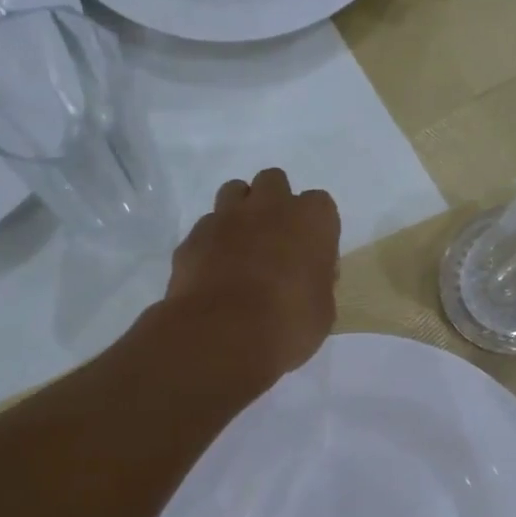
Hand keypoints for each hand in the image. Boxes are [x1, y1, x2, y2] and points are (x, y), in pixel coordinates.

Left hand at [165, 169, 340, 381]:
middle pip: (273, 182)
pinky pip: (206, 227)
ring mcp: (226, 217)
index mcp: (311, 219)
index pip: (320, 205)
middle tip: (274, 240)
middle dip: (274, 203)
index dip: (315, 229)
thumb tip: (308, 279)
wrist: (222, 334)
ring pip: (234, 192)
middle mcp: (269, 206)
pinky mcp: (193, 237)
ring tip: (241, 246)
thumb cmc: (288, 323)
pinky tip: (213, 271)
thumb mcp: (322, 311)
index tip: (311, 255)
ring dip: (240, 211)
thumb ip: (317, 283)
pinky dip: (212, 242)